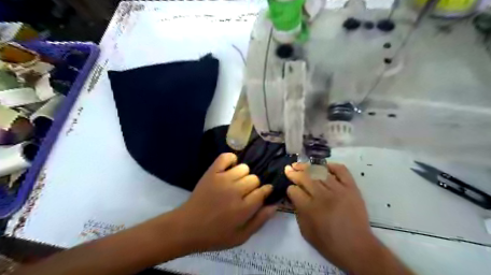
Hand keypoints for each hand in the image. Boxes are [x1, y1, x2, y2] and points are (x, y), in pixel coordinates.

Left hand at [171, 153, 275, 251]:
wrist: (187, 227)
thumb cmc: (215, 235)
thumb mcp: (241, 237)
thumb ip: (260, 220)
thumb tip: (275, 204)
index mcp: (243, 208)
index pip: (263, 191)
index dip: (265, 191)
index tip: (262, 193)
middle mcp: (235, 191)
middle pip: (254, 179)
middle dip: (254, 186)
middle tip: (245, 193)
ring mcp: (223, 179)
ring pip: (244, 168)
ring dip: (243, 175)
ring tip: (236, 183)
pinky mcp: (212, 172)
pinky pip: (226, 157)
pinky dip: (231, 160)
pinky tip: (230, 168)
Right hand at [286, 162, 380, 271]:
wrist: (357, 248)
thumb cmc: (328, 243)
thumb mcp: (305, 231)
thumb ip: (298, 212)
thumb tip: (295, 197)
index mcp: (309, 208)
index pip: (294, 190)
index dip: (290, 189)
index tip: (290, 190)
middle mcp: (322, 195)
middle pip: (304, 177)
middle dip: (294, 173)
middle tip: (288, 169)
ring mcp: (338, 189)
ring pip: (319, 171)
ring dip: (307, 167)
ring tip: (299, 164)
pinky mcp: (351, 188)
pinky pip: (341, 170)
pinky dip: (332, 166)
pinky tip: (323, 166)